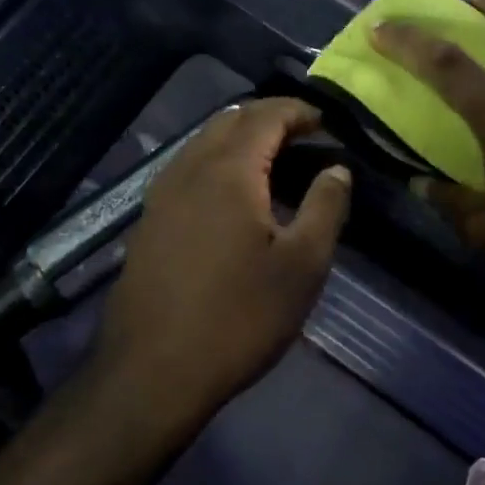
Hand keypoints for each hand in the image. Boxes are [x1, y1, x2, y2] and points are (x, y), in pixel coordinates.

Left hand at [92, 99, 350, 417]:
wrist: (153, 373)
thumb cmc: (239, 317)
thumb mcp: (302, 266)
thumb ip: (325, 207)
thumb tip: (337, 169)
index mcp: (228, 171)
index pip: (265, 116)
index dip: (298, 111)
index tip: (326, 122)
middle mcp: (187, 169)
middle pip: (229, 121)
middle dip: (269, 118)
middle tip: (304, 136)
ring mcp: (160, 195)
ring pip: (203, 143)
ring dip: (240, 138)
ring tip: (274, 161)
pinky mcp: (148, 222)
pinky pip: (187, 169)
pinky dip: (217, 163)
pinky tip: (234, 196)